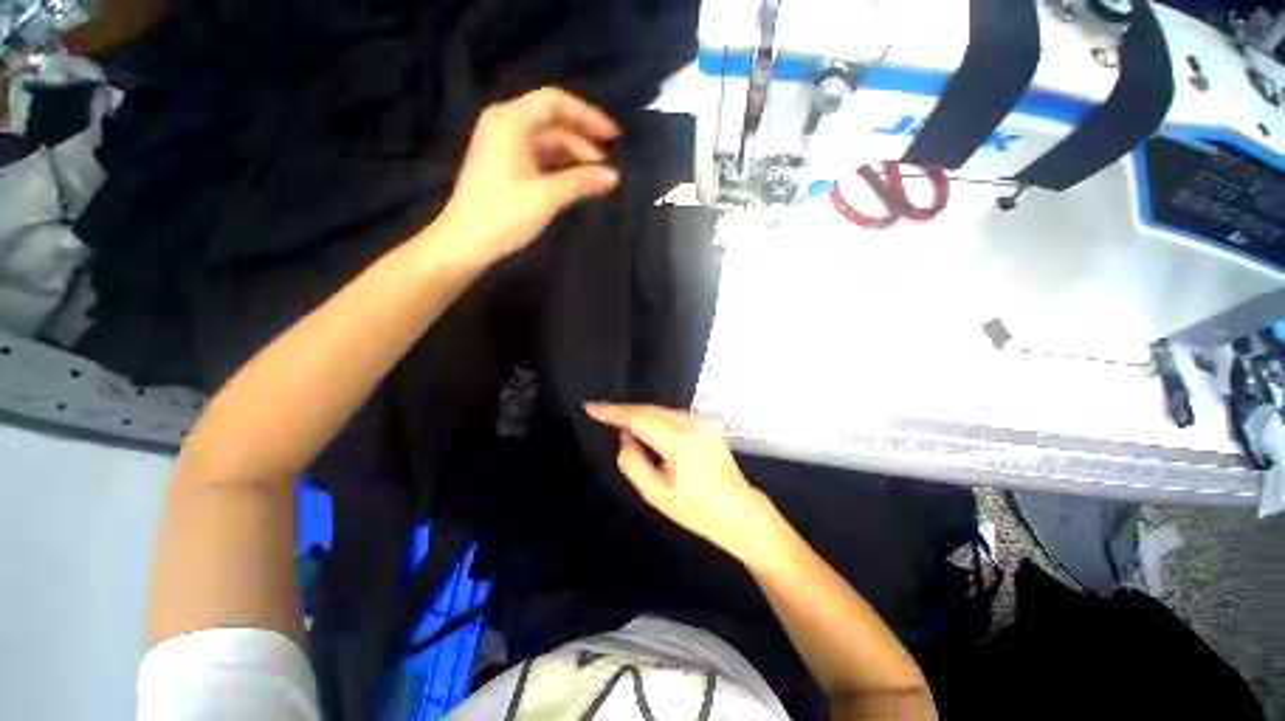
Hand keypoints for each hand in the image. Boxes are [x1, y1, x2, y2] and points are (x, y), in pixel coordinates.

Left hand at [437, 87, 620, 267]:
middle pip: (551, 121)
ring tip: (596, 176)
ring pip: (546, 140)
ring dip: (572, 155)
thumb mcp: (546, 197)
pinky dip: (558, 165)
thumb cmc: (504, 215)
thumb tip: (614, 176)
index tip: (614, 137)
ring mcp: (502, 144)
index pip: (555, 103)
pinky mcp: (503, 163)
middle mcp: (505, 123)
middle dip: (582, 140)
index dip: (588, 116)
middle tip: (607, 165)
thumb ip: (581, 182)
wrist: (465, 242)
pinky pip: (537, 155)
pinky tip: (575, 180)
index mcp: (511, 121)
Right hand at [586, 403, 780, 565]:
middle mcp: (693, 422)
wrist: (740, 511)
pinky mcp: (708, 422)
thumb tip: (625, 439)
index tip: (591, 407)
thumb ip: (633, 463)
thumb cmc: (698, 509)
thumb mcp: (657, 494)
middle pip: (650, 410)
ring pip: (661, 410)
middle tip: (601, 413)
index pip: (639, 418)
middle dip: (625, 411)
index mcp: (680, 440)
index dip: (613, 411)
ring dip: (640, 415)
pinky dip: (656, 418)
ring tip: (618, 421)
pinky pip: (673, 415)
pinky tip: (645, 426)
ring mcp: (703, 420)